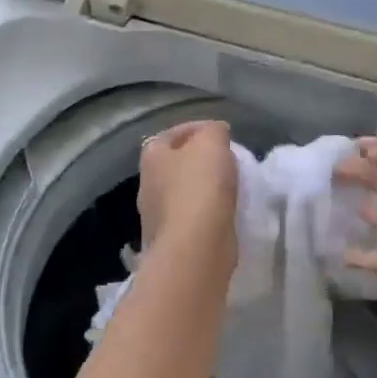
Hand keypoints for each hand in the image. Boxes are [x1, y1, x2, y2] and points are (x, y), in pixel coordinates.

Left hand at [138, 120, 238, 270]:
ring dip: (202, 189)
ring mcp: (157, 217)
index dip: (194, 129)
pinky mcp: (173, 242)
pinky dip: (206, 213)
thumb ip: (214, 131)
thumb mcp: (212, 143)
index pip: (169, 134)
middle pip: (174, 165)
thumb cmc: (200, 187)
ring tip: (229, 186)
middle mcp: (147, 186)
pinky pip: (191, 218)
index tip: (221, 133)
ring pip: (182, 193)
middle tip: (226, 160)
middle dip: (197, 161)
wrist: (196, 247)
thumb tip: (215, 132)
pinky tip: (225, 213)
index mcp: (152, 158)